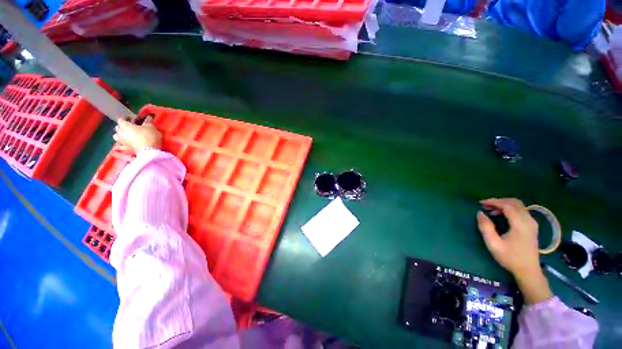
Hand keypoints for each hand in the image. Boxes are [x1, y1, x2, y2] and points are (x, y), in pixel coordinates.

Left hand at [113, 116, 160, 153]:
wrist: (149, 152)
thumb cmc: (149, 137)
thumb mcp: (151, 127)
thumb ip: (148, 122)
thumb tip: (148, 117)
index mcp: (126, 126)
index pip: (121, 119)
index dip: (126, 118)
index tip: (132, 118)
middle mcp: (121, 133)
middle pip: (117, 127)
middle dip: (122, 126)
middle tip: (130, 126)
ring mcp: (122, 141)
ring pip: (116, 136)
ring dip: (120, 134)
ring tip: (127, 135)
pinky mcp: (125, 148)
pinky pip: (120, 144)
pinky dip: (122, 143)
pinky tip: (127, 143)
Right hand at [477, 198, 552, 303]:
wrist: (528, 270)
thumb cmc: (510, 258)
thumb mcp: (494, 244)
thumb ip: (486, 227)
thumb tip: (480, 213)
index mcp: (520, 224)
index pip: (507, 206)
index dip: (493, 202)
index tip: (481, 203)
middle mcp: (528, 220)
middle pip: (515, 203)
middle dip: (499, 201)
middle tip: (486, 205)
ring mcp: (532, 223)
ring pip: (519, 206)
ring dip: (505, 204)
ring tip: (492, 210)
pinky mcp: (532, 226)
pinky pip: (521, 211)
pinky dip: (510, 208)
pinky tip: (502, 214)